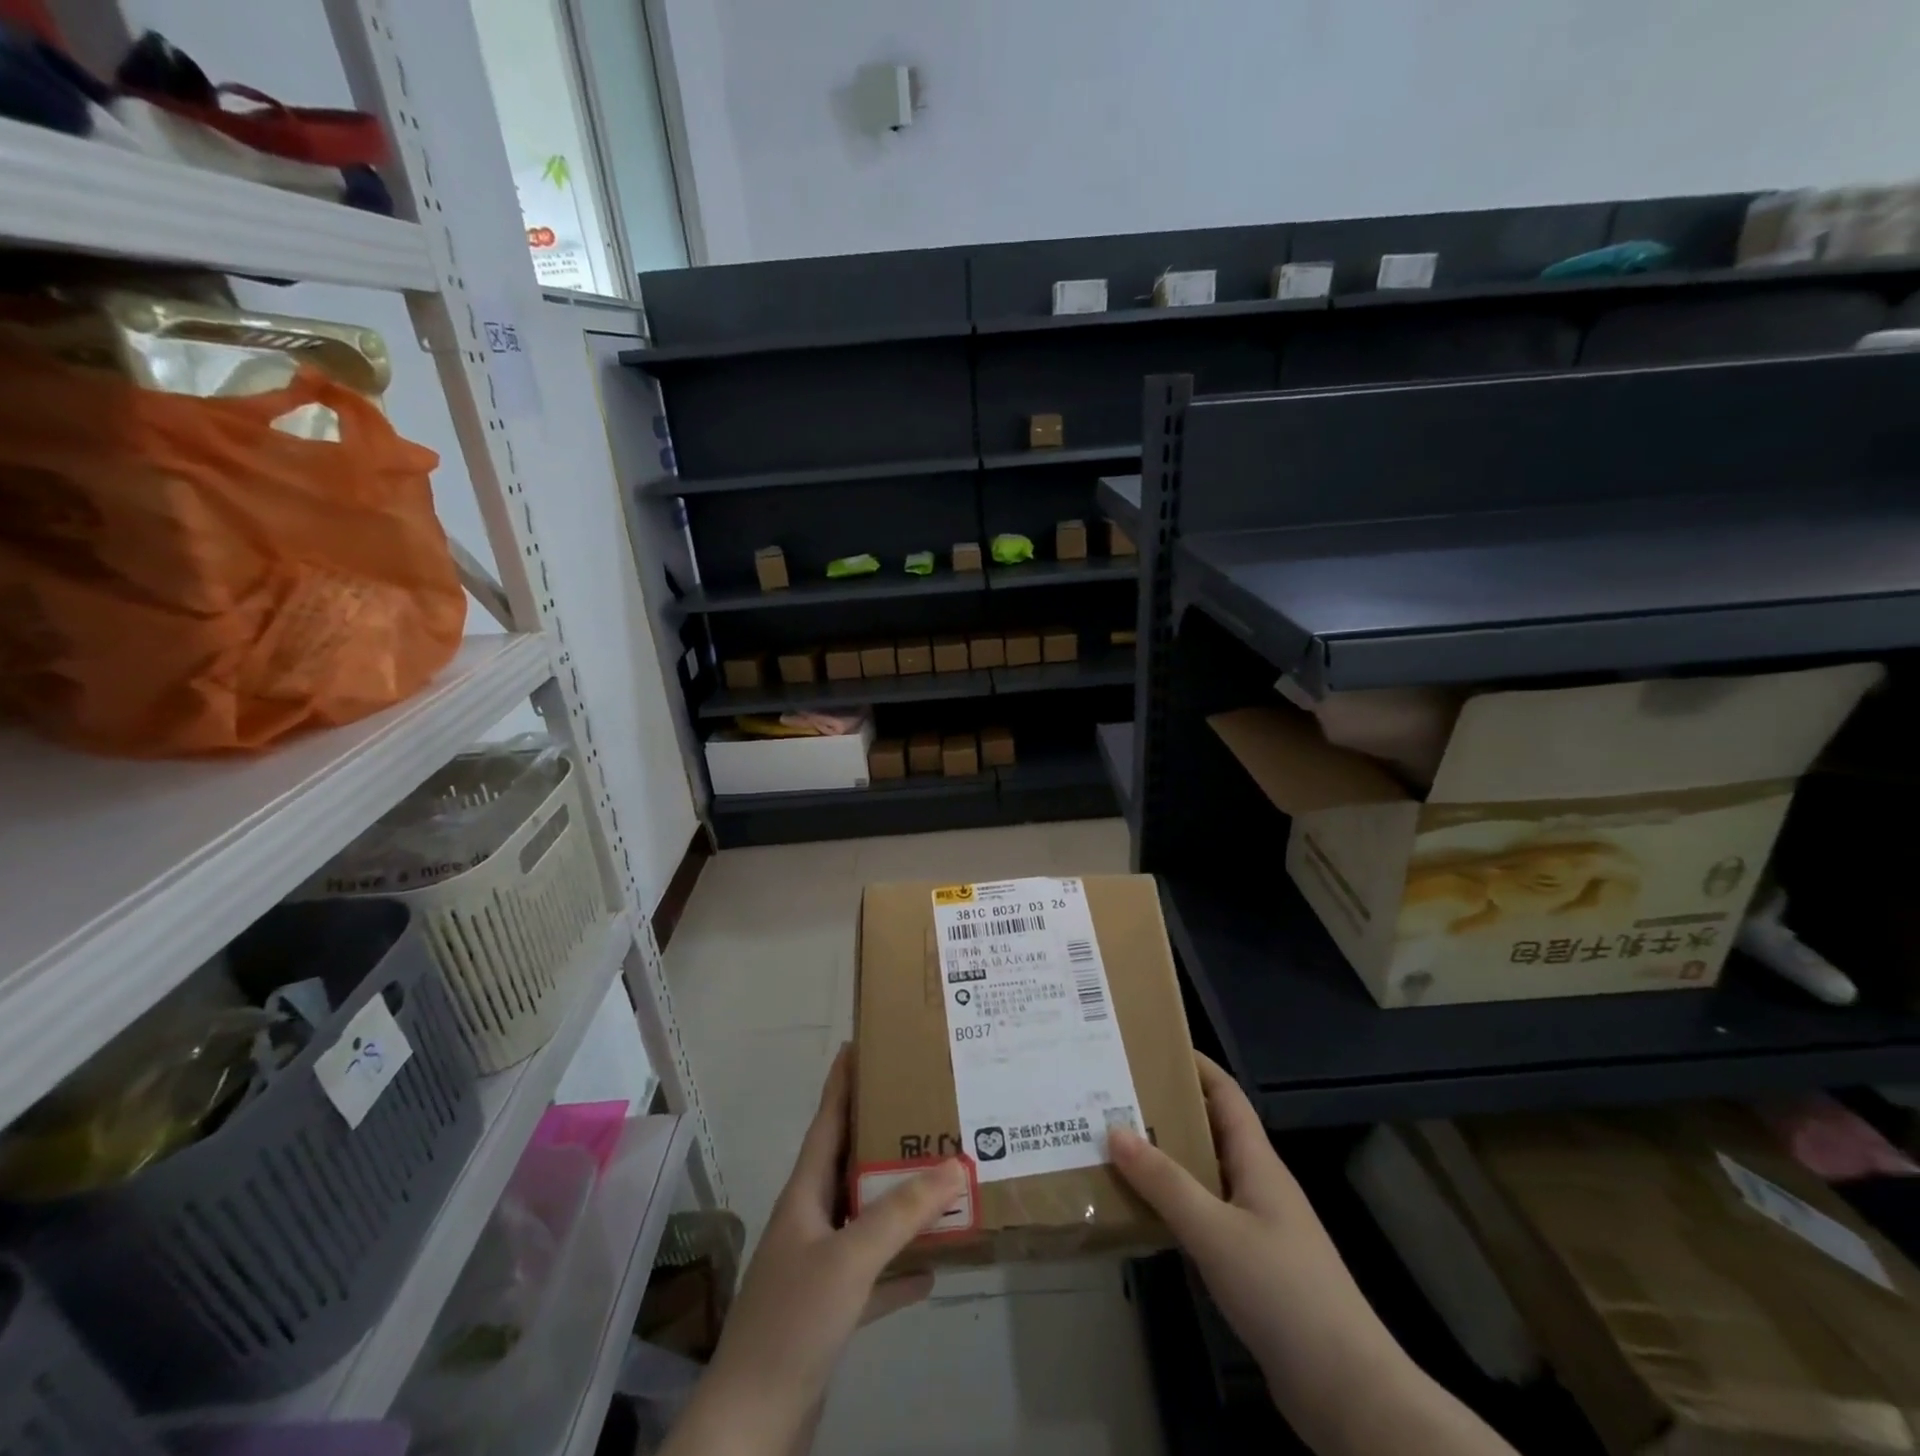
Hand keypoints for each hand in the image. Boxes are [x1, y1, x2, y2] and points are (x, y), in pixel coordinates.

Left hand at [664, 1046, 965, 1455]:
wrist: (751, 1428)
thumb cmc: (793, 1322)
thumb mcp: (850, 1258)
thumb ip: (902, 1212)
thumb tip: (956, 1163)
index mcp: (803, 1196)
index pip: (826, 1123)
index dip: (841, 1084)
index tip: (859, 1045)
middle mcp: (809, 1222)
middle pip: (847, 1165)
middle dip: (880, 1135)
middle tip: (920, 1107)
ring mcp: (817, 1269)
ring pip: (863, 1219)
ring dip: (897, 1200)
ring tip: (936, 1175)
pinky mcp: (829, 1312)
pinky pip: (873, 1275)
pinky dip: (899, 1268)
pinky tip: (933, 1267)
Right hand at [1109, 1055, 1398, 1412]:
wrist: (1346, 1390)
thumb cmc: (1283, 1291)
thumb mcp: (1215, 1231)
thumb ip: (1164, 1182)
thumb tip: (1114, 1129)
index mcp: (1258, 1161)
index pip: (1225, 1094)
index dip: (1194, 1065)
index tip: (1149, 1046)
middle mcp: (1257, 1184)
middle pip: (1209, 1130)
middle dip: (1165, 1110)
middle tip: (1113, 1097)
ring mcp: (1256, 1226)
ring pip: (1203, 1175)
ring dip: (1164, 1159)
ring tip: (1114, 1146)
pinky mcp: (1250, 1264)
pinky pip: (1204, 1215)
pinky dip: (1173, 1205)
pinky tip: (1140, 1211)